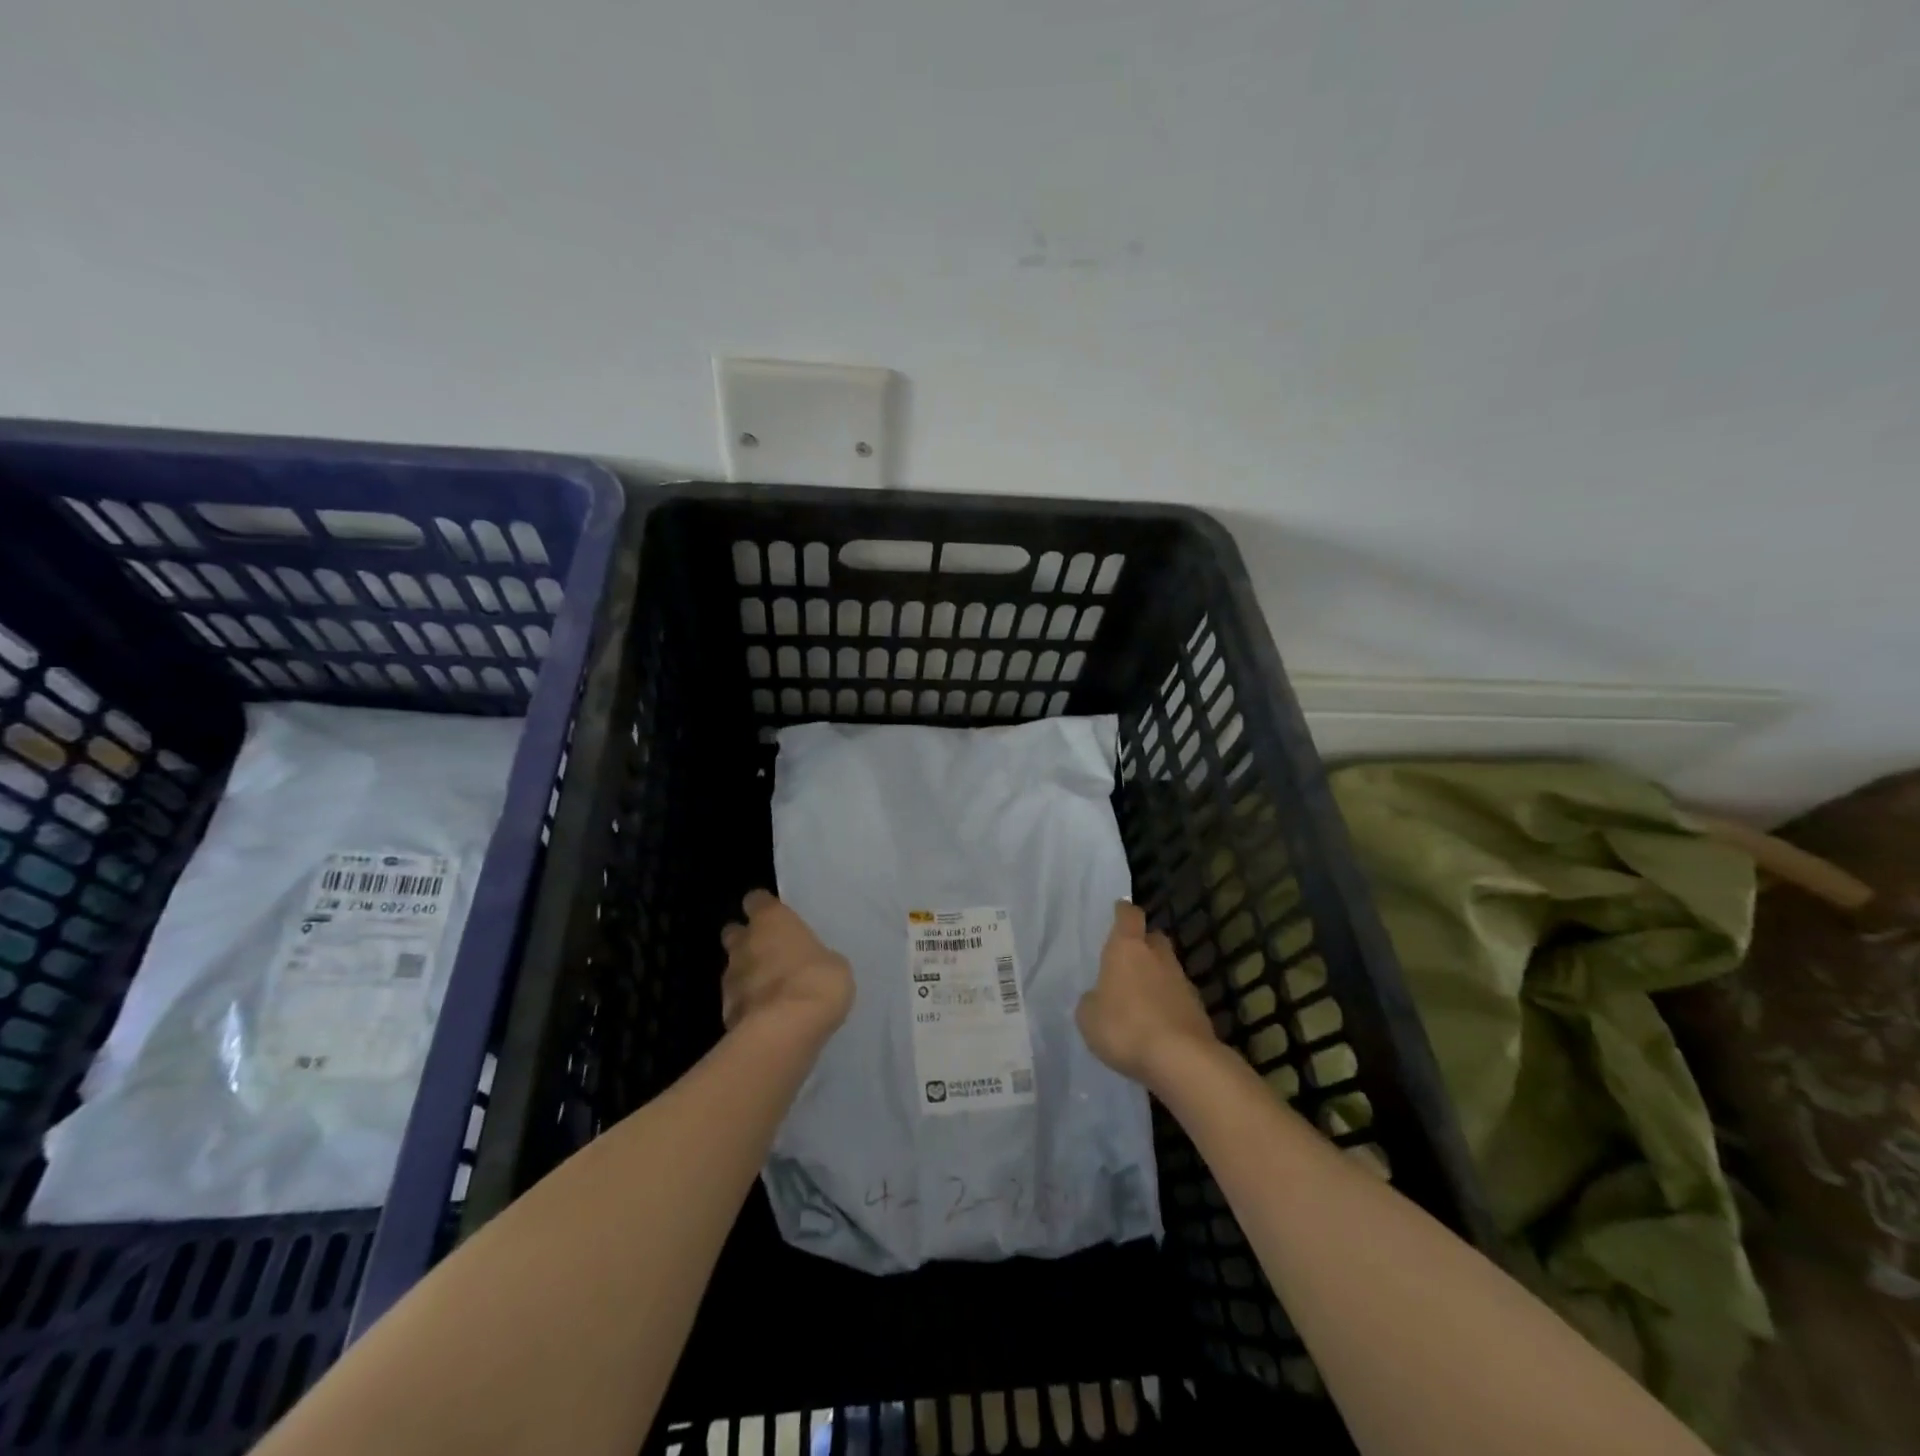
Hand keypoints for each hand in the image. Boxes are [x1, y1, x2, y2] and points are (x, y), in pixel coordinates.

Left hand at [720, 890, 853, 1048]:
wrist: (785, 1030)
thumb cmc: (817, 981)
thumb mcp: (833, 964)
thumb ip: (814, 956)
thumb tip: (810, 963)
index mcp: (772, 920)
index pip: (757, 900)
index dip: (764, 908)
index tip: (777, 917)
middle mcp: (745, 943)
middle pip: (735, 932)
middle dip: (747, 940)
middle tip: (771, 952)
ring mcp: (731, 978)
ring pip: (733, 967)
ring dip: (747, 974)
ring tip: (771, 989)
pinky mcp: (725, 1011)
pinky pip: (736, 1001)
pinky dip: (747, 1005)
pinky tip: (766, 1016)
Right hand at [1076, 901, 1216, 1087]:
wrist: (1181, 1060)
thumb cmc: (1125, 1027)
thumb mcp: (1088, 1017)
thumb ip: (1092, 1001)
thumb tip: (1099, 997)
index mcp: (1127, 948)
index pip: (1129, 916)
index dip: (1123, 912)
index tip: (1119, 911)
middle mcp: (1157, 957)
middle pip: (1154, 938)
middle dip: (1143, 944)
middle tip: (1128, 959)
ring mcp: (1182, 981)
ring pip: (1168, 968)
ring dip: (1156, 977)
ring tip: (1140, 999)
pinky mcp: (1198, 1009)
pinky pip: (1178, 997)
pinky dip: (1168, 1004)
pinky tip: (1157, 1024)